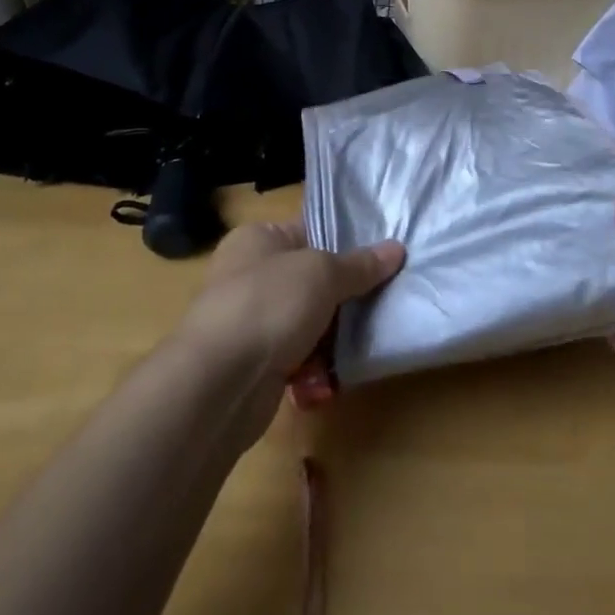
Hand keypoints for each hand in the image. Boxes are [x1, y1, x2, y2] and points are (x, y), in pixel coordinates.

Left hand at [174, 220, 404, 451]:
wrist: (218, 383)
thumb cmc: (268, 305)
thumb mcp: (323, 273)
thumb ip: (360, 265)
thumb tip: (396, 249)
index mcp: (258, 239)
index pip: (310, 231)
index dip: (346, 244)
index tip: (384, 257)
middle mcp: (249, 274)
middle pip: (313, 280)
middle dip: (344, 296)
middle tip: (382, 302)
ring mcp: (250, 320)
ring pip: (308, 321)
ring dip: (332, 336)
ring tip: (362, 342)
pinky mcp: (254, 363)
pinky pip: (296, 357)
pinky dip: (313, 366)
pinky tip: (331, 376)